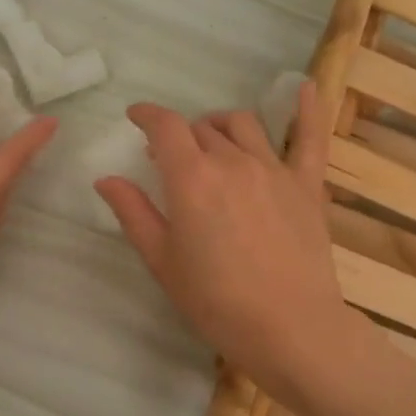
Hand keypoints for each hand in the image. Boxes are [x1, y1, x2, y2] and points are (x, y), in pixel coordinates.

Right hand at [95, 81, 360, 406]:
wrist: (290, 328)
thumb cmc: (216, 301)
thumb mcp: (163, 261)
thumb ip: (134, 213)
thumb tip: (106, 178)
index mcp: (192, 178)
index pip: (165, 127)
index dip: (147, 115)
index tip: (136, 117)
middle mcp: (232, 161)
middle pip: (202, 128)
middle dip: (181, 136)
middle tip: (171, 159)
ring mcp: (274, 169)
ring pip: (243, 125)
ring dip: (221, 126)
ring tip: (213, 141)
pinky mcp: (307, 184)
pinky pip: (309, 138)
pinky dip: (308, 109)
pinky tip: (306, 88)